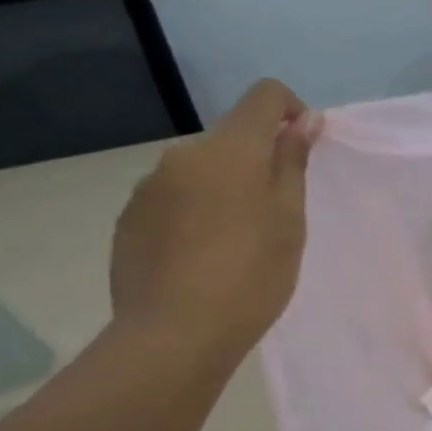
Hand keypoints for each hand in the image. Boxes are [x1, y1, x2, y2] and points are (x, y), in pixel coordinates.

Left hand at [110, 79, 321, 358]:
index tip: (302, 148)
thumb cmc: (251, 275)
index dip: (290, 110)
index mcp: (230, 148)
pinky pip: (171, 202)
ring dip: (221, 191)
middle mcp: (183, 154)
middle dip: (255, 164)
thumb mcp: (289, 220)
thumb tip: (302, 119)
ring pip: (199, 173)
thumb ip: (292, 162)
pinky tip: (199, 261)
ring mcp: (148, 187)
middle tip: (273, 219)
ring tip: (233, 246)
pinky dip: (192, 216)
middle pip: (230, 140)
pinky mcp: (128, 220)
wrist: (175, 334)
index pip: (264, 96)